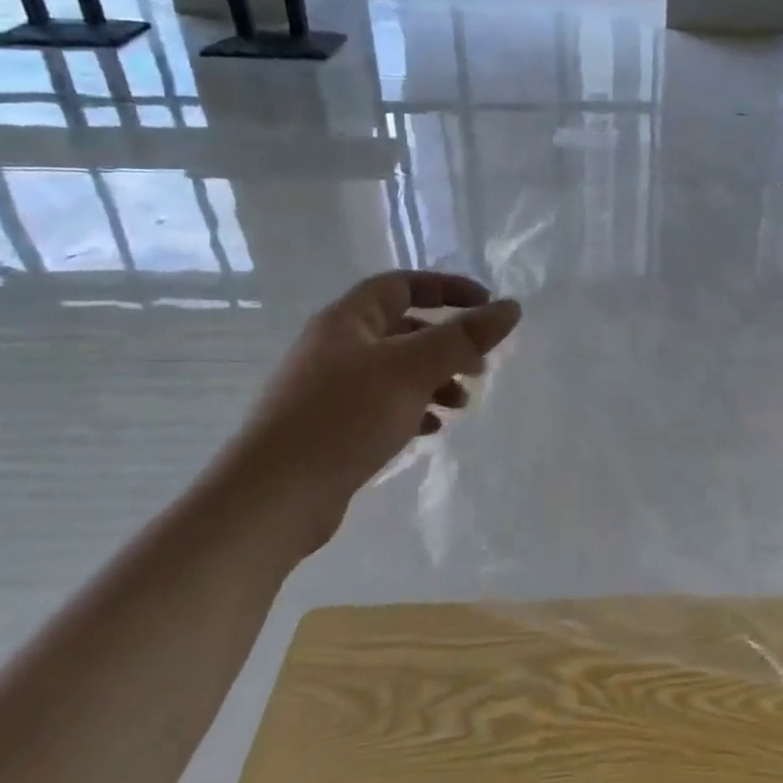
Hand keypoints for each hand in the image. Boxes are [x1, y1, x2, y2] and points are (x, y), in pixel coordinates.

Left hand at [220, 271, 521, 555]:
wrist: (272, 498)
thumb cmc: (344, 417)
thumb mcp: (413, 369)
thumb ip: (464, 337)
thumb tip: (510, 307)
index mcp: (348, 320)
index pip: (403, 284)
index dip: (448, 289)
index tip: (487, 306)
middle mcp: (336, 347)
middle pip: (403, 329)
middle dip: (447, 343)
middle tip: (479, 366)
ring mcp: (330, 389)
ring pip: (396, 370)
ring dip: (434, 380)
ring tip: (461, 405)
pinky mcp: (330, 427)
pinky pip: (382, 404)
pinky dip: (412, 408)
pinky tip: (430, 429)